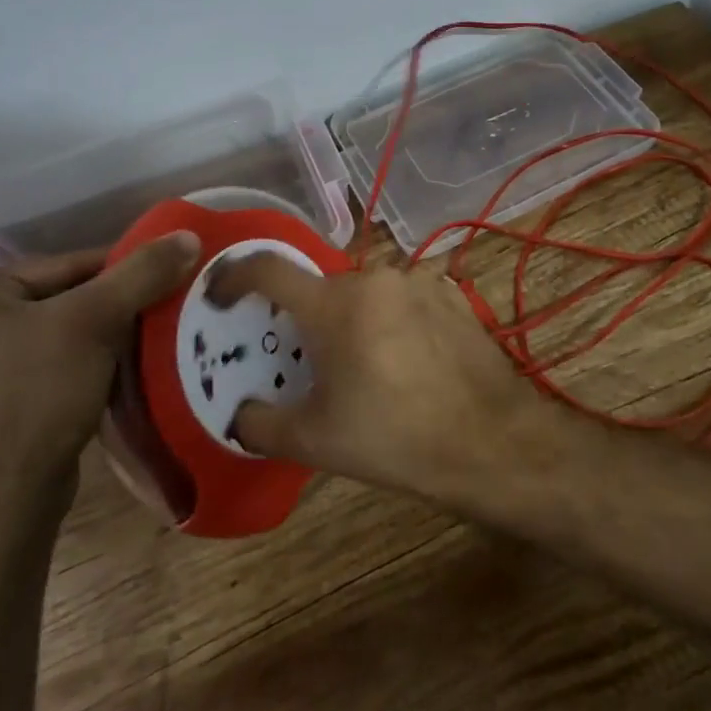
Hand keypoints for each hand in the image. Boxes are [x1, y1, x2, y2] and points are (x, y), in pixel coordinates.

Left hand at [0, 233, 200, 509]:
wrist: (4, 498)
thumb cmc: (37, 394)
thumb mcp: (95, 321)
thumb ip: (142, 273)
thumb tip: (189, 235)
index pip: (71, 264)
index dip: (126, 270)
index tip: (172, 278)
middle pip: (70, 297)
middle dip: (120, 306)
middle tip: (169, 309)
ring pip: (68, 332)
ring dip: (112, 336)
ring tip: (157, 339)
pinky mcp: (1, 402)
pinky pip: (60, 364)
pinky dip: (95, 364)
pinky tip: (128, 372)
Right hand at [206, 256, 566, 504]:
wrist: (490, 440)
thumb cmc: (394, 438)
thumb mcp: (314, 441)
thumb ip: (261, 424)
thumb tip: (239, 415)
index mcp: (334, 304)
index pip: (269, 268)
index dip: (235, 275)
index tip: (219, 293)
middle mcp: (376, 278)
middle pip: (323, 288)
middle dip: (307, 319)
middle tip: (309, 361)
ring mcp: (419, 282)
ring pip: (367, 293)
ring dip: (354, 321)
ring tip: (365, 369)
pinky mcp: (452, 295)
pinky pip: (404, 299)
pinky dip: (392, 321)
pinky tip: (406, 363)